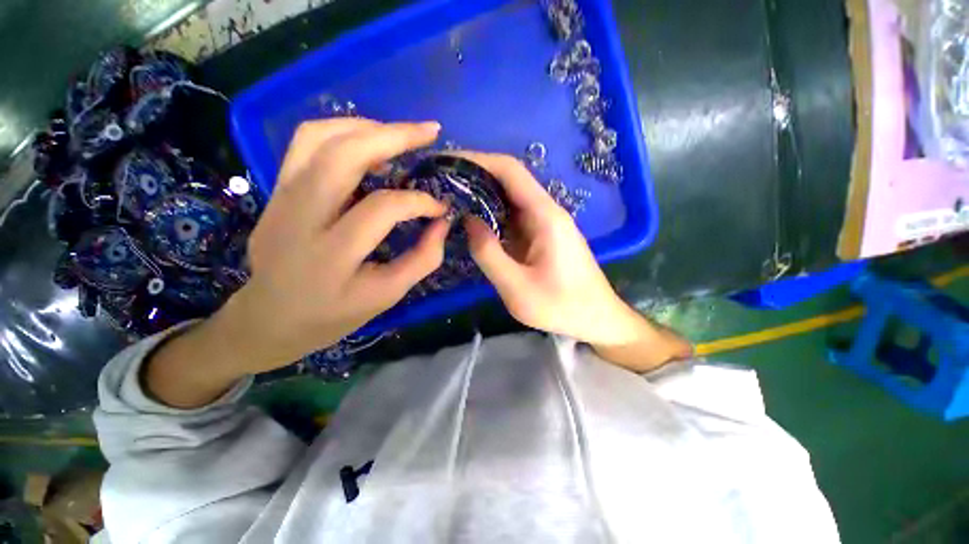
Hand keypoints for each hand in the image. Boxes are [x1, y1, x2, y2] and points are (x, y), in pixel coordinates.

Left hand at [144, 119, 448, 406]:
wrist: (269, 319)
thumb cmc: (333, 315)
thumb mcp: (387, 295)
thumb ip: (422, 259)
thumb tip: (442, 222)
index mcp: (330, 255)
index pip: (382, 208)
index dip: (419, 202)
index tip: (440, 208)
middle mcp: (298, 217)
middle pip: (343, 155)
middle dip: (394, 136)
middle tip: (430, 132)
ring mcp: (280, 198)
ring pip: (319, 137)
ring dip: (366, 127)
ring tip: (400, 135)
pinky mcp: (275, 190)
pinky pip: (306, 144)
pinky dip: (341, 133)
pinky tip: (368, 144)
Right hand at [460, 151, 691, 371]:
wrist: (597, 318)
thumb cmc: (561, 307)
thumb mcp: (517, 287)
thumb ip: (489, 254)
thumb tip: (467, 220)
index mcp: (545, 216)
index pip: (510, 171)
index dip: (478, 160)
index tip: (447, 162)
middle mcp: (546, 211)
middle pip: (508, 180)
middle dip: (474, 176)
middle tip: (440, 182)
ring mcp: (544, 223)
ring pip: (509, 198)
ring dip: (481, 195)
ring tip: (449, 198)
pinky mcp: (541, 235)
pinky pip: (512, 217)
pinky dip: (490, 214)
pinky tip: (472, 221)